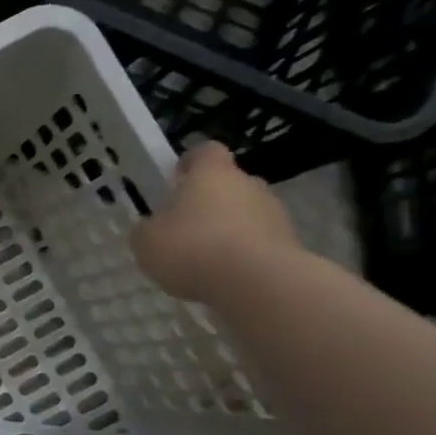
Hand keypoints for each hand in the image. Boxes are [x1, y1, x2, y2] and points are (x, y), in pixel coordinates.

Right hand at [133, 143, 299, 303]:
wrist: (256, 283)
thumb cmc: (192, 248)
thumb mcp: (146, 241)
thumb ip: (148, 230)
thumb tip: (153, 228)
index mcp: (212, 174)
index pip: (206, 151)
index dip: (191, 162)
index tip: (177, 179)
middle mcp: (248, 184)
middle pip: (228, 184)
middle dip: (208, 202)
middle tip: (185, 228)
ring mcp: (274, 213)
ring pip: (245, 214)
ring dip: (227, 230)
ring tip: (205, 260)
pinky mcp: (289, 244)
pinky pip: (258, 242)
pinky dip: (242, 254)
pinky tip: (225, 277)